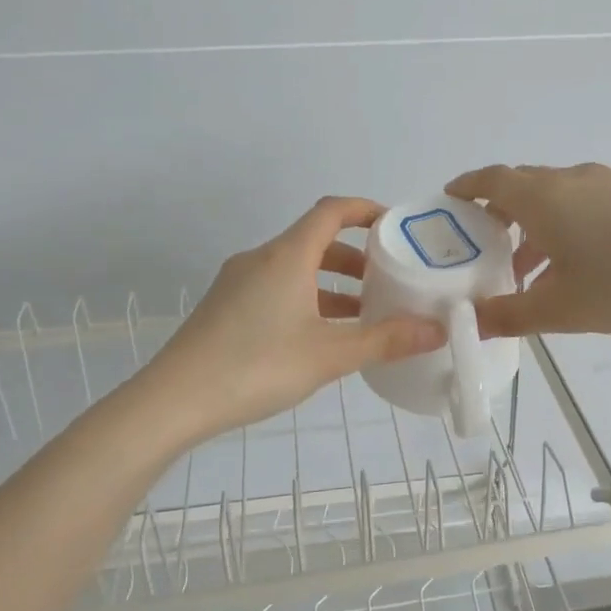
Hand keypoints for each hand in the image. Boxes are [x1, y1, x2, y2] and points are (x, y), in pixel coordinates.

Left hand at [143, 197, 445, 440]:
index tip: (395, 225)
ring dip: (331, 282)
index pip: (331, 211)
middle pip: (314, 241)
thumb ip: (386, 340)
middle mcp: (260, 259)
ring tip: (364, 312)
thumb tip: (438, 330)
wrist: (173, 401)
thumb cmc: (256, 367)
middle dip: (355, 256)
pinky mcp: (226, 307)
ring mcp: (238, 283)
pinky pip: (276, 288)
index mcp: (286, 256)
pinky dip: (307, 298)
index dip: (365, 210)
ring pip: (295, 269)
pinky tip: (321, 335)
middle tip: (388, 279)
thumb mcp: (329, 355)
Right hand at [445, 163, 610, 337]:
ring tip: (524, 272)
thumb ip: (511, 315)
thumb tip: (471, 321)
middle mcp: (568, 180)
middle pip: (519, 186)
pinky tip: (573, 267)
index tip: (447, 203)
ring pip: (552, 198)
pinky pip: (580, 204)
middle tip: (479, 249)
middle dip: (494, 214)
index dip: (464, 188)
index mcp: (542, 198)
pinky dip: (560, 227)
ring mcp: (605, 184)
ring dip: (530, 227)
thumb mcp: (563, 309)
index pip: (490, 180)